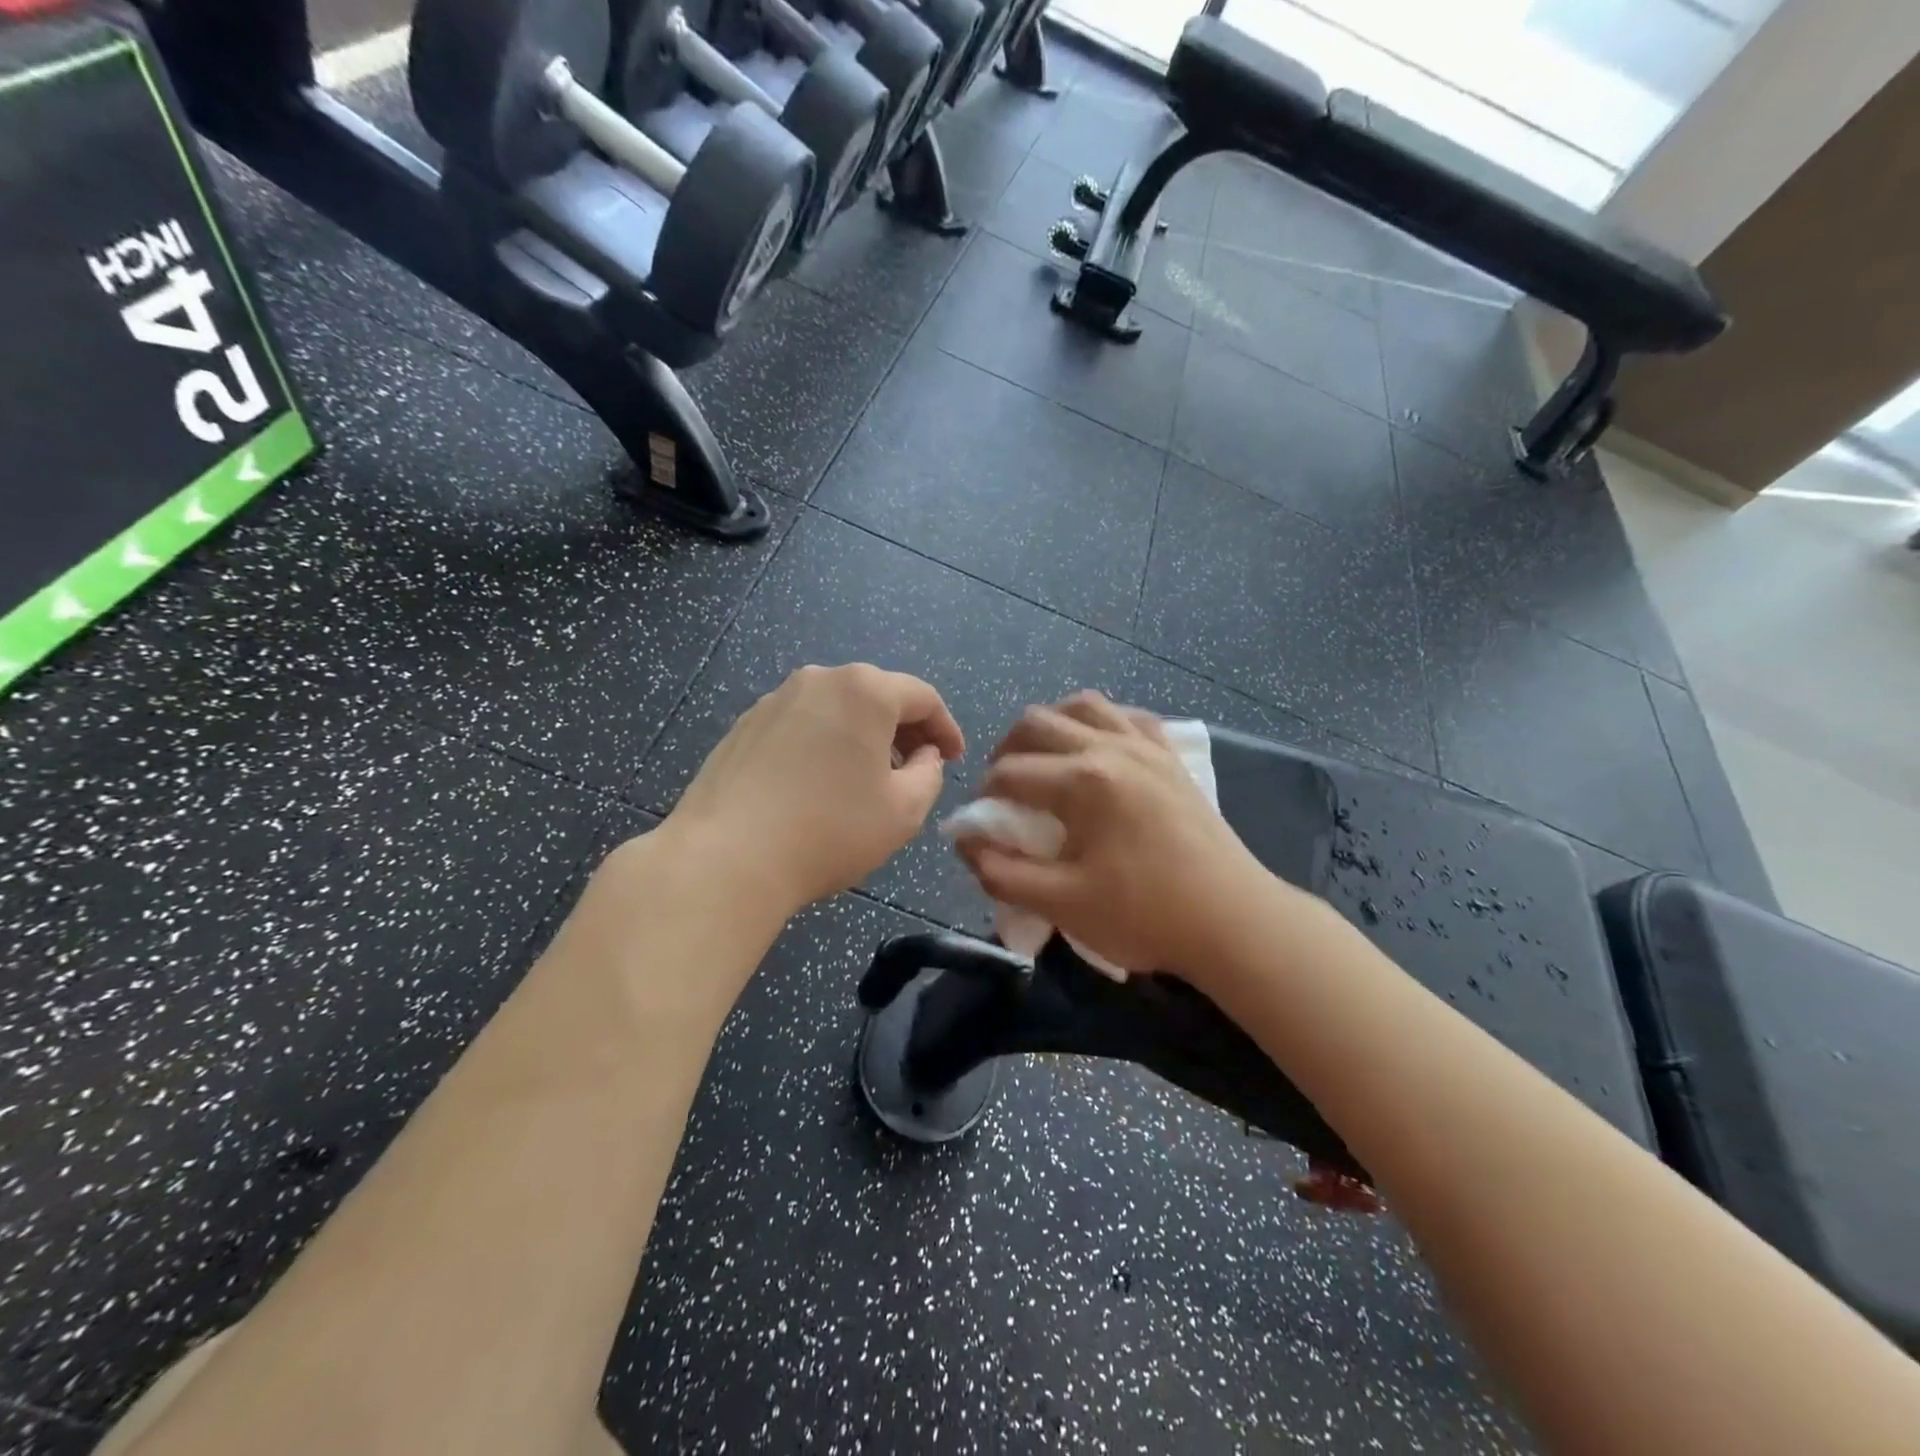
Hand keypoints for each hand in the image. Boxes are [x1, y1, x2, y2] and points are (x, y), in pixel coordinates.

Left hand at [667, 664, 964, 915]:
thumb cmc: (829, 831)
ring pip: (836, 709)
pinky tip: (819, 784)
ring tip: (867, 779)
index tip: (953, 759)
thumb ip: (929, 774)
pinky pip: (802, 725)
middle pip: (877, 696)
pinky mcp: (744, 725)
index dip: (945, 728)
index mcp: (864, 690)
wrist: (727, 858)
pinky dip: (824, 744)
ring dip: (862, 737)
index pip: (922, 697)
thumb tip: (922, 757)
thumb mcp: (904, 811)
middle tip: (915, 769)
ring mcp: (775, 700)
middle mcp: (819, 680)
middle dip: (904, 731)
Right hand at [955, 692, 1268, 977]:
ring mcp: (1146, 746)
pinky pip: (1128, 716)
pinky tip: (1096, 748)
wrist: (1233, 921)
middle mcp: (1111, 747)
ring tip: (1043, 757)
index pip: (1009, 772)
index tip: (982, 823)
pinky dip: (1101, 723)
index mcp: (1082, 780)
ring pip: (1084, 705)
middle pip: (1037, 722)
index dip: (984, 795)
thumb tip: (966, 842)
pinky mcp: (1171, 756)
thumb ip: (1002, 872)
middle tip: (1003, 786)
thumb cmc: (1144, 915)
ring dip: (1051, 724)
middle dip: (1007, 749)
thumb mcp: (1061, 903)